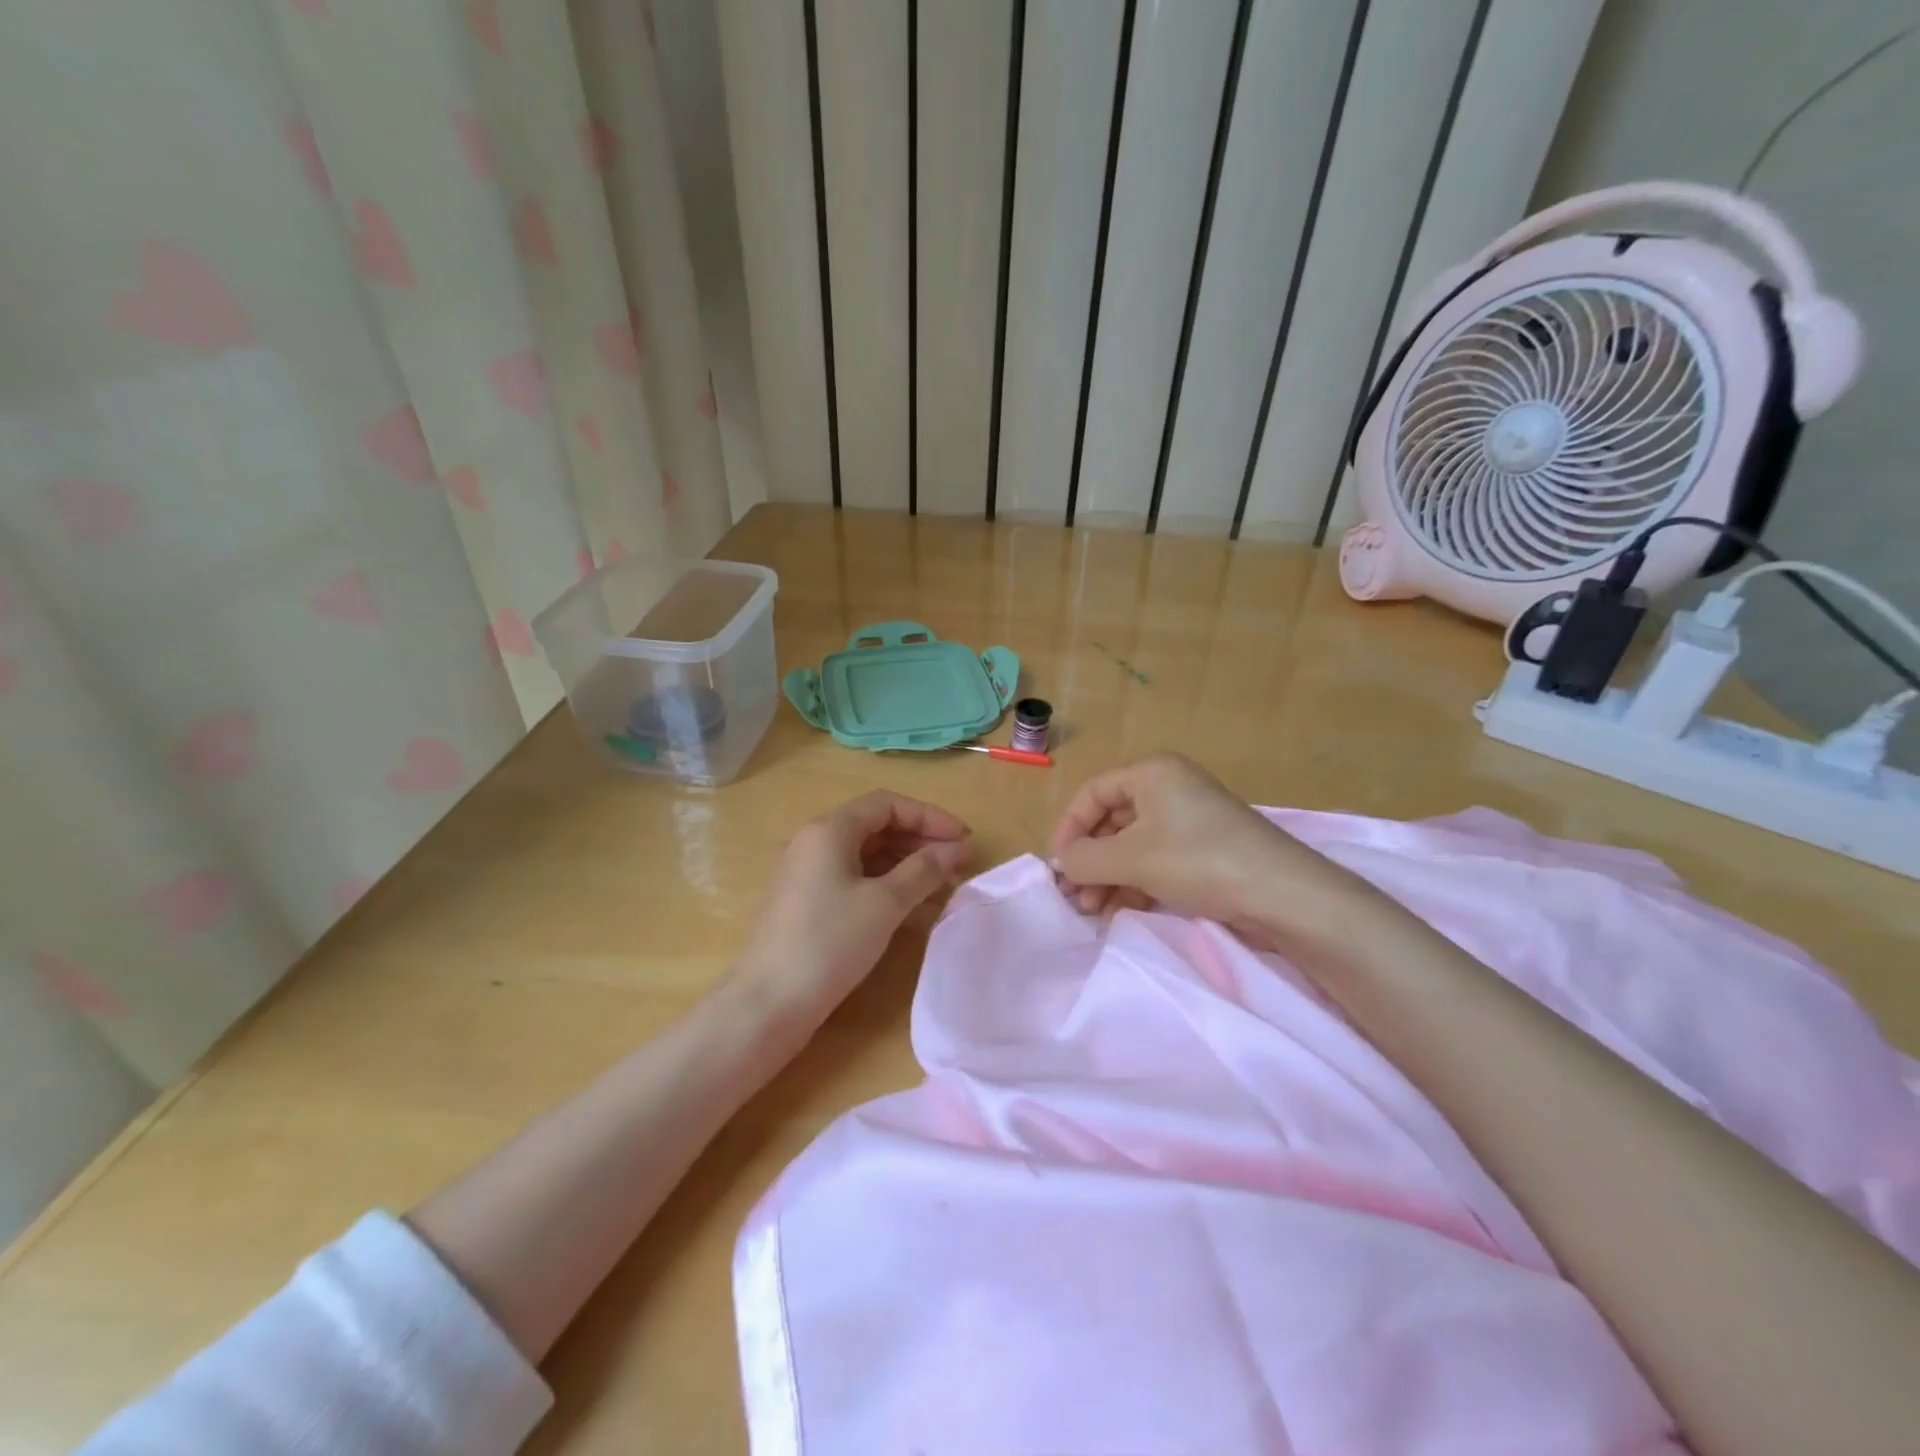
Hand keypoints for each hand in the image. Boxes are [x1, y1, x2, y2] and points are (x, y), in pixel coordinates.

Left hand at [733, 790, 971, 1026]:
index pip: (887, 804)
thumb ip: (923, 870)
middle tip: (959, 866)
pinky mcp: (808, 905)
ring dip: (907, 869)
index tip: (964, 839)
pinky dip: (886, 890)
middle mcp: (814, 843)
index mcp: (829, 830)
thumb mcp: (884, 904)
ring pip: (867, 858)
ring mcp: (808, 875)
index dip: (930, 816)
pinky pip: (855, 883)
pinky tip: (915, 913)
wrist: (767, 1004)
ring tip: (944, 890)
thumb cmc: (829, 943)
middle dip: (921, 843)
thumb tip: (956, 848)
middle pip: (877, 828)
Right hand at [1047, 753, 1369, 943]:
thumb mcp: (1131, 859)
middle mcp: (1170, 789)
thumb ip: (1084, 859)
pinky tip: (1120, 910)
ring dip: (1108, 877)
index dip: (1068, 829)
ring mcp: (1190, 821)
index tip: (1057, 867)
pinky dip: (1134, 883)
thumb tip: (1059, 863)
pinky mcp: (1205, 852)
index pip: (1092, 794)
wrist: (1282, 895)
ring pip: (1133, 846)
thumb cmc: (1198, 861)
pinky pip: (1156, 861)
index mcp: (1152, 774)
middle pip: (1111, 821)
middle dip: (1089, 860)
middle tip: (1075, 897)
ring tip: (1094, 911)